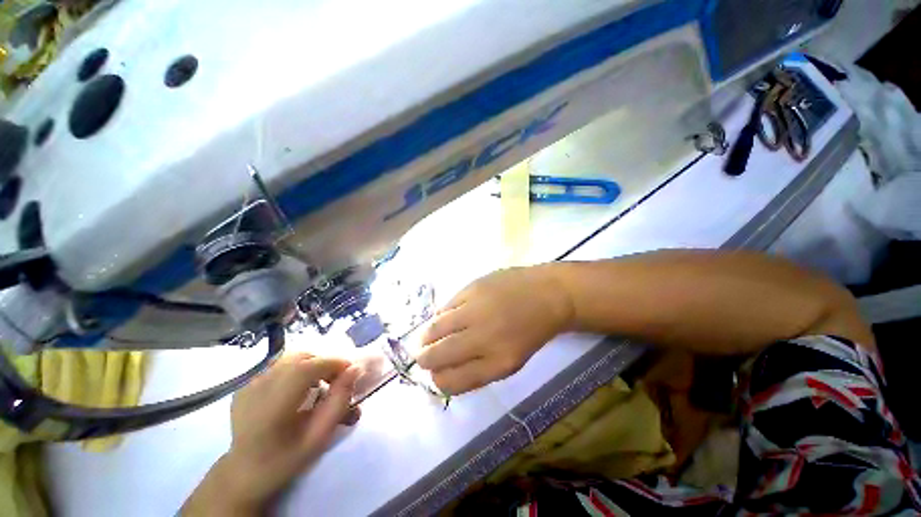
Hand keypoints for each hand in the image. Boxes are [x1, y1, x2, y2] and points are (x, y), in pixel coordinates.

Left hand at [182, 354, 361, 515]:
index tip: (351, 372)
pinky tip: (299, 387)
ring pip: (291, 357)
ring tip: (320, 384)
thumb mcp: (319, 436)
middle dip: (325, 363)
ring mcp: (248, 383)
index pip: (308, 367)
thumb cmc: (286, 459)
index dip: (334, 363)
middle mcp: (257, 387)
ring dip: (312, 364)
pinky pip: (279, 364)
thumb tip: (355, 369)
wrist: (244, 472)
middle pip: (301, 357)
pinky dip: (297, 368)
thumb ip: (339, 401)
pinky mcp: (246, 383)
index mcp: (272, 405)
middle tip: (337, 381)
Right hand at [416, 265, 571, 394]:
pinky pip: (445, 307)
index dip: (437, 380)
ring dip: (426, 336)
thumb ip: (477, 368)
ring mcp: (475, 309)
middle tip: (422, 355)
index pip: (450, 381)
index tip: (435, 374)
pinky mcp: (472, 287)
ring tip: (426, 337)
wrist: (548, 293)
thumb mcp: (510, 360)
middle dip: (424, 358)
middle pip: (436, 355)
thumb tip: (444, 369)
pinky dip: (441, 315)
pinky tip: (445, 317)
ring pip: (434, 328)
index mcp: (497, 363)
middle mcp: (482, 338)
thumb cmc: (531, 330)